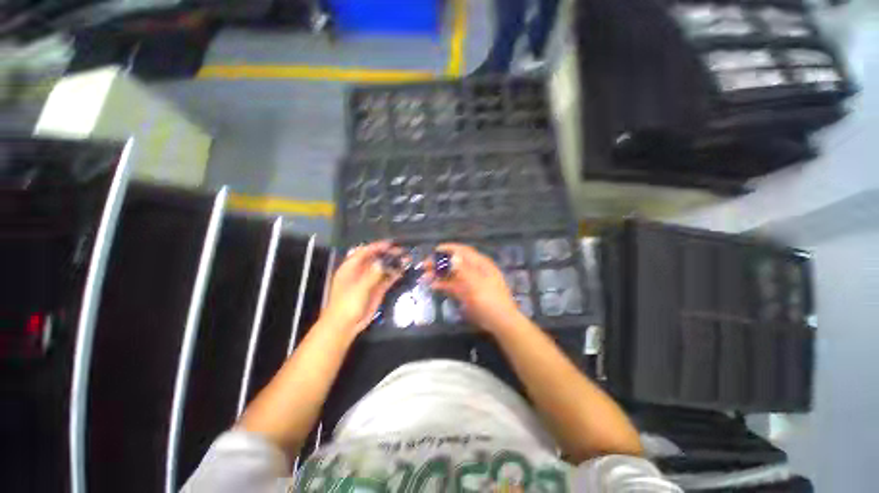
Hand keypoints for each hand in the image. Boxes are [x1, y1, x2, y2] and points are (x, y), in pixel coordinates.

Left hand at [321, 241, 401, 335]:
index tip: (390, 244)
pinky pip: (386, 279)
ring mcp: (369, 280)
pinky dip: (394, 274)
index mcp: (350, 267)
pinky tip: (402, 271)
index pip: (364, 252)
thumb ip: (372, 274)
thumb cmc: (346, 305)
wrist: (345, 326)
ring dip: (393, 264)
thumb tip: (383, 261)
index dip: (377, 246)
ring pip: (382, 268)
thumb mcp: (359, 288)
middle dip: (388, 254)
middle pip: (375, 258)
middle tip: (401, 252)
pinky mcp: (376, 290)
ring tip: (406, 259)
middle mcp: (360, 271)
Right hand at [429, 243, 522, 334]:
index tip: (434, 250)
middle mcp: (474, 270)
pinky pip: (454, 285)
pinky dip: (444, 284)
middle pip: (455, 262)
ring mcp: (470, 282)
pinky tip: (433, 286)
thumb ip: (463, 270)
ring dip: (439, 274)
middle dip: (440, 263)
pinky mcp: (467, 293)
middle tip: (424, 266)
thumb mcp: (476, 284)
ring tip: (424, 276)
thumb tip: (453, 256)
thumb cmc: (490, 300)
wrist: (500, 322)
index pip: (463, 251)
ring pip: (453, 274)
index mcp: (480, 264)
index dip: (449, 249)